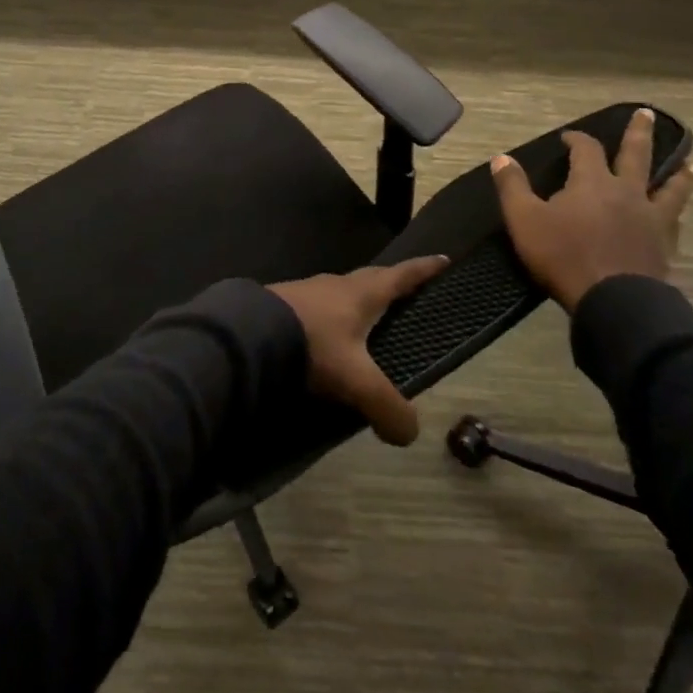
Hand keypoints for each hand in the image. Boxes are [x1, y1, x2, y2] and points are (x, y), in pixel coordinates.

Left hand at [267, 255, 449, 446]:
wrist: (249, 335)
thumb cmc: (313, 346)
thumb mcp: (357, 381)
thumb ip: (388, 407)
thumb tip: (410, 433)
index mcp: (361, 294)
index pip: (401, 276)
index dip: (424, 270)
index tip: (443, 259)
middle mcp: (335, 285)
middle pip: (370, 281)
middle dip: (391, 285)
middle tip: (408, 292)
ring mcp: (306, 292)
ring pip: (340, 294)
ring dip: (356, 303)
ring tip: (366, 321)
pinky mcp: (282, 305)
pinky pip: (317, 309)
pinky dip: (329, 319)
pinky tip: (326, 339)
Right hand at [491, 108, 692, 313]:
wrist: (614, 300)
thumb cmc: (563, 255)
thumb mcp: (524, 219)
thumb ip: (512, 186)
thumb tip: (501, 158)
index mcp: (592, 182)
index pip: (586, 149)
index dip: (577, 139)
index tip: (569, 137)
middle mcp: (626, 192)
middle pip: (637, 155)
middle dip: (639, 133)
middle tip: (648, 114)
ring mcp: (651, 218)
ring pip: (670, 188)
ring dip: (678, 174)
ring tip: (689, 164)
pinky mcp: (664, 245)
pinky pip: (674, 220)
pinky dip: (676, 212)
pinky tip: (677, 214)